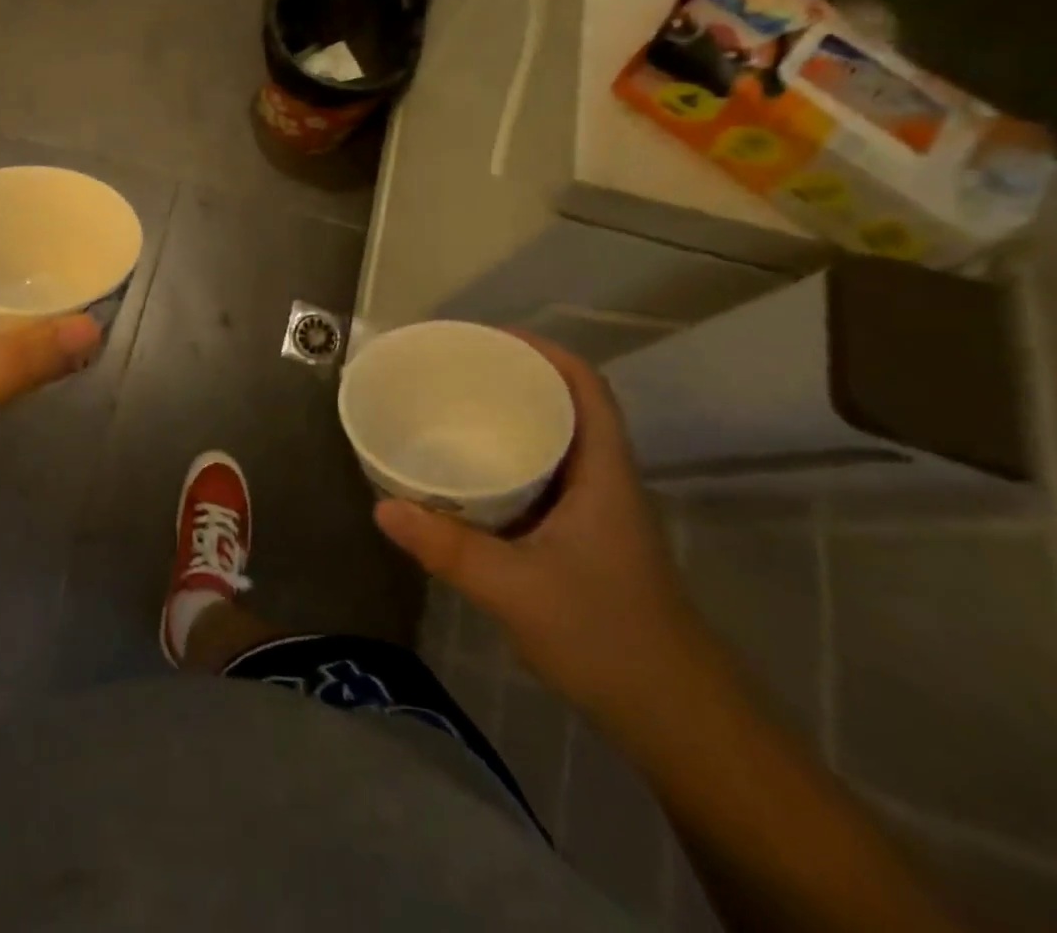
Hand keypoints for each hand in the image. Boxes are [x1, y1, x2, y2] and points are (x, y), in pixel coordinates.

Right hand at [374, 336, 705, 723]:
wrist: (675, 719)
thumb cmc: (607, 637)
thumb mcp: (517, 589)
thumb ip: (448, 548)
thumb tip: (382, 507)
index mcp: (602, 473)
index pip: (585, 387)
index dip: (544, 351)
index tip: (489, 338)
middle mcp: (601, 480)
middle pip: (565, 406)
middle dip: (515, 378)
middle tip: (455, 371)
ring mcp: (594, 512)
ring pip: (553, 444)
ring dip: (511, 420)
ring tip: (453, 410)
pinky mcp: (580, 540)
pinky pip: (541, 479)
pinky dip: (508, 462)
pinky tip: (468, 477)